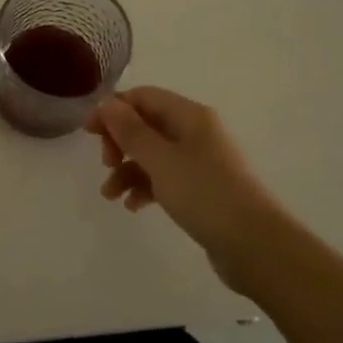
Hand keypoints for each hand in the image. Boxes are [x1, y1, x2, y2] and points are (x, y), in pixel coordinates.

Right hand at [87, 87, 292, 297]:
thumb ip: (131, 131)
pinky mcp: (202, 189)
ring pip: (153, 154)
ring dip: (128, 169)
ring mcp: (201, 161)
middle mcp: (196, 132)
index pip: (144, 97)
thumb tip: (107, 103)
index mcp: (190, 115)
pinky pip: (165, 178)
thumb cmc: (205, 194)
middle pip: (147, 124)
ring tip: (111, 195)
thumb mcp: (160, 160)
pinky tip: (134, 206)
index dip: (113, 110)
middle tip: (105, 163)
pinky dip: (145, 187)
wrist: (255, 245)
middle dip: (120, 142)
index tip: (88, 133)